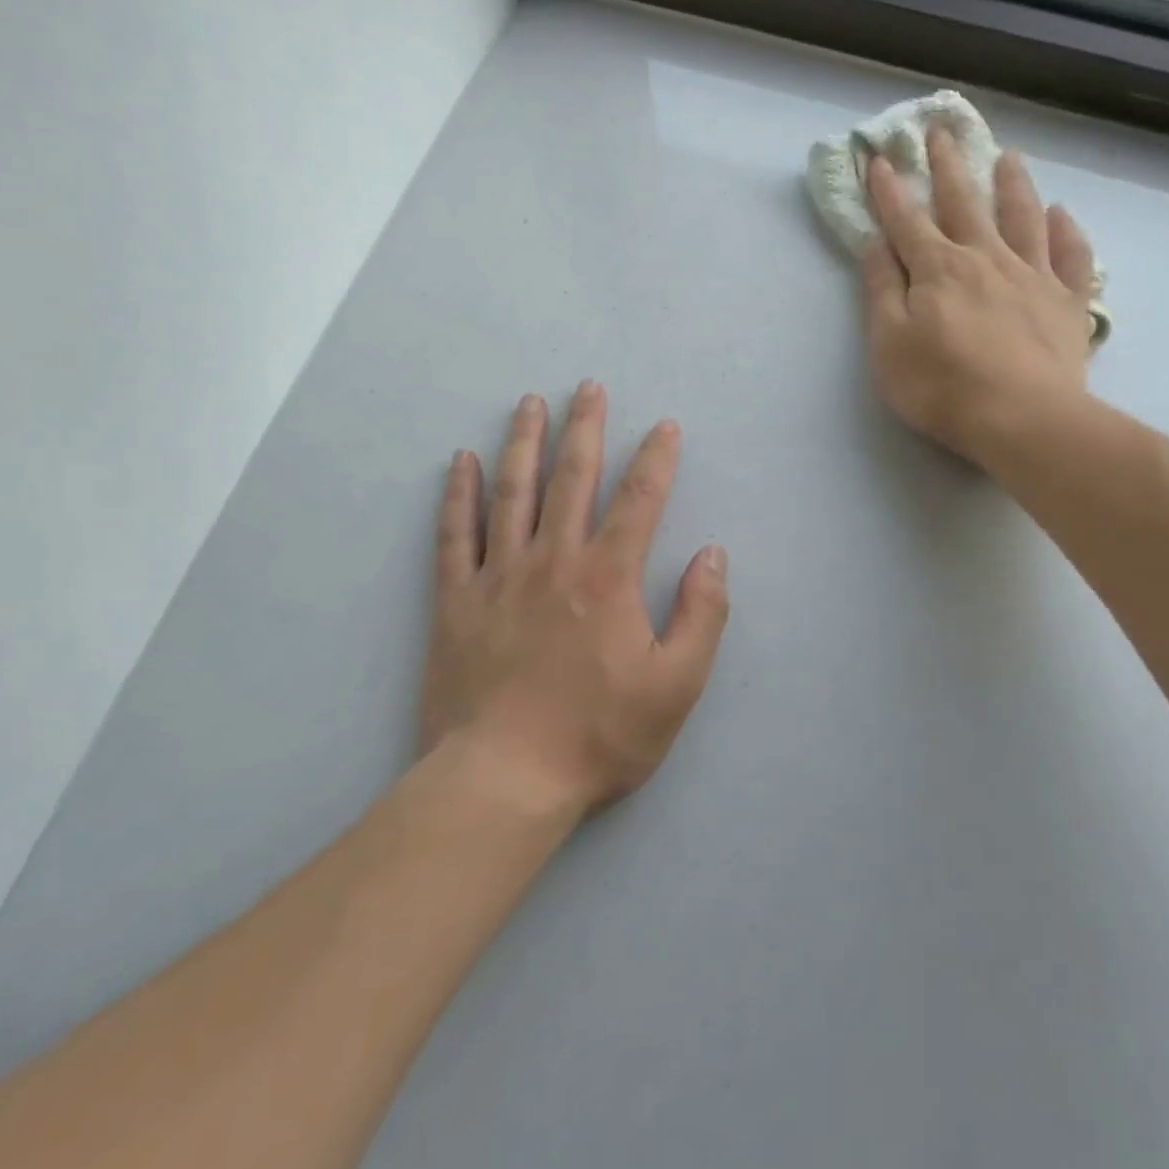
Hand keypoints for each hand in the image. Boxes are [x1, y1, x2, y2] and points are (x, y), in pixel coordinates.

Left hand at [418, 384, 729, 815]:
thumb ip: (702, 614)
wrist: (503, 780)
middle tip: (589, 387)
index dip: (657, 459)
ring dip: (525, 443)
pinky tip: (462, 462)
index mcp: (609, 577)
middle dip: (586, 428)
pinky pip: (455, 534)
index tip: (665, 426)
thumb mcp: (677, 685)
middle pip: (572, 478)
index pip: (640, 500)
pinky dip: (459, 494)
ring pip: (513, 492)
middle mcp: (554, 560)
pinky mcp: (456, 601)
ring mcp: (499, 576)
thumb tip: (712, 554)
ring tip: (530, 402)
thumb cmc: (599, 735)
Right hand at [861, 127, 1095, 466]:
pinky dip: (1068, 232)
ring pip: (1023, 217)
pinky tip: (1063, 215)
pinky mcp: (1067, 302)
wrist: (1022, 418)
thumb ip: (881, 291)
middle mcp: (985, 258)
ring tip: (1009, 157)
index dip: (890, 191)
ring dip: (1013, 184)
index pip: (907, 220)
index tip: (880, 159)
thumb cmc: (942, 387)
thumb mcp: (889, 344)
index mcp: (938, 269)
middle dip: (948, 166)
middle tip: (942, 131)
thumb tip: (876, 244)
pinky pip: (1072, 257)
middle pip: (964, 202)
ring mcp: (1032, 276)